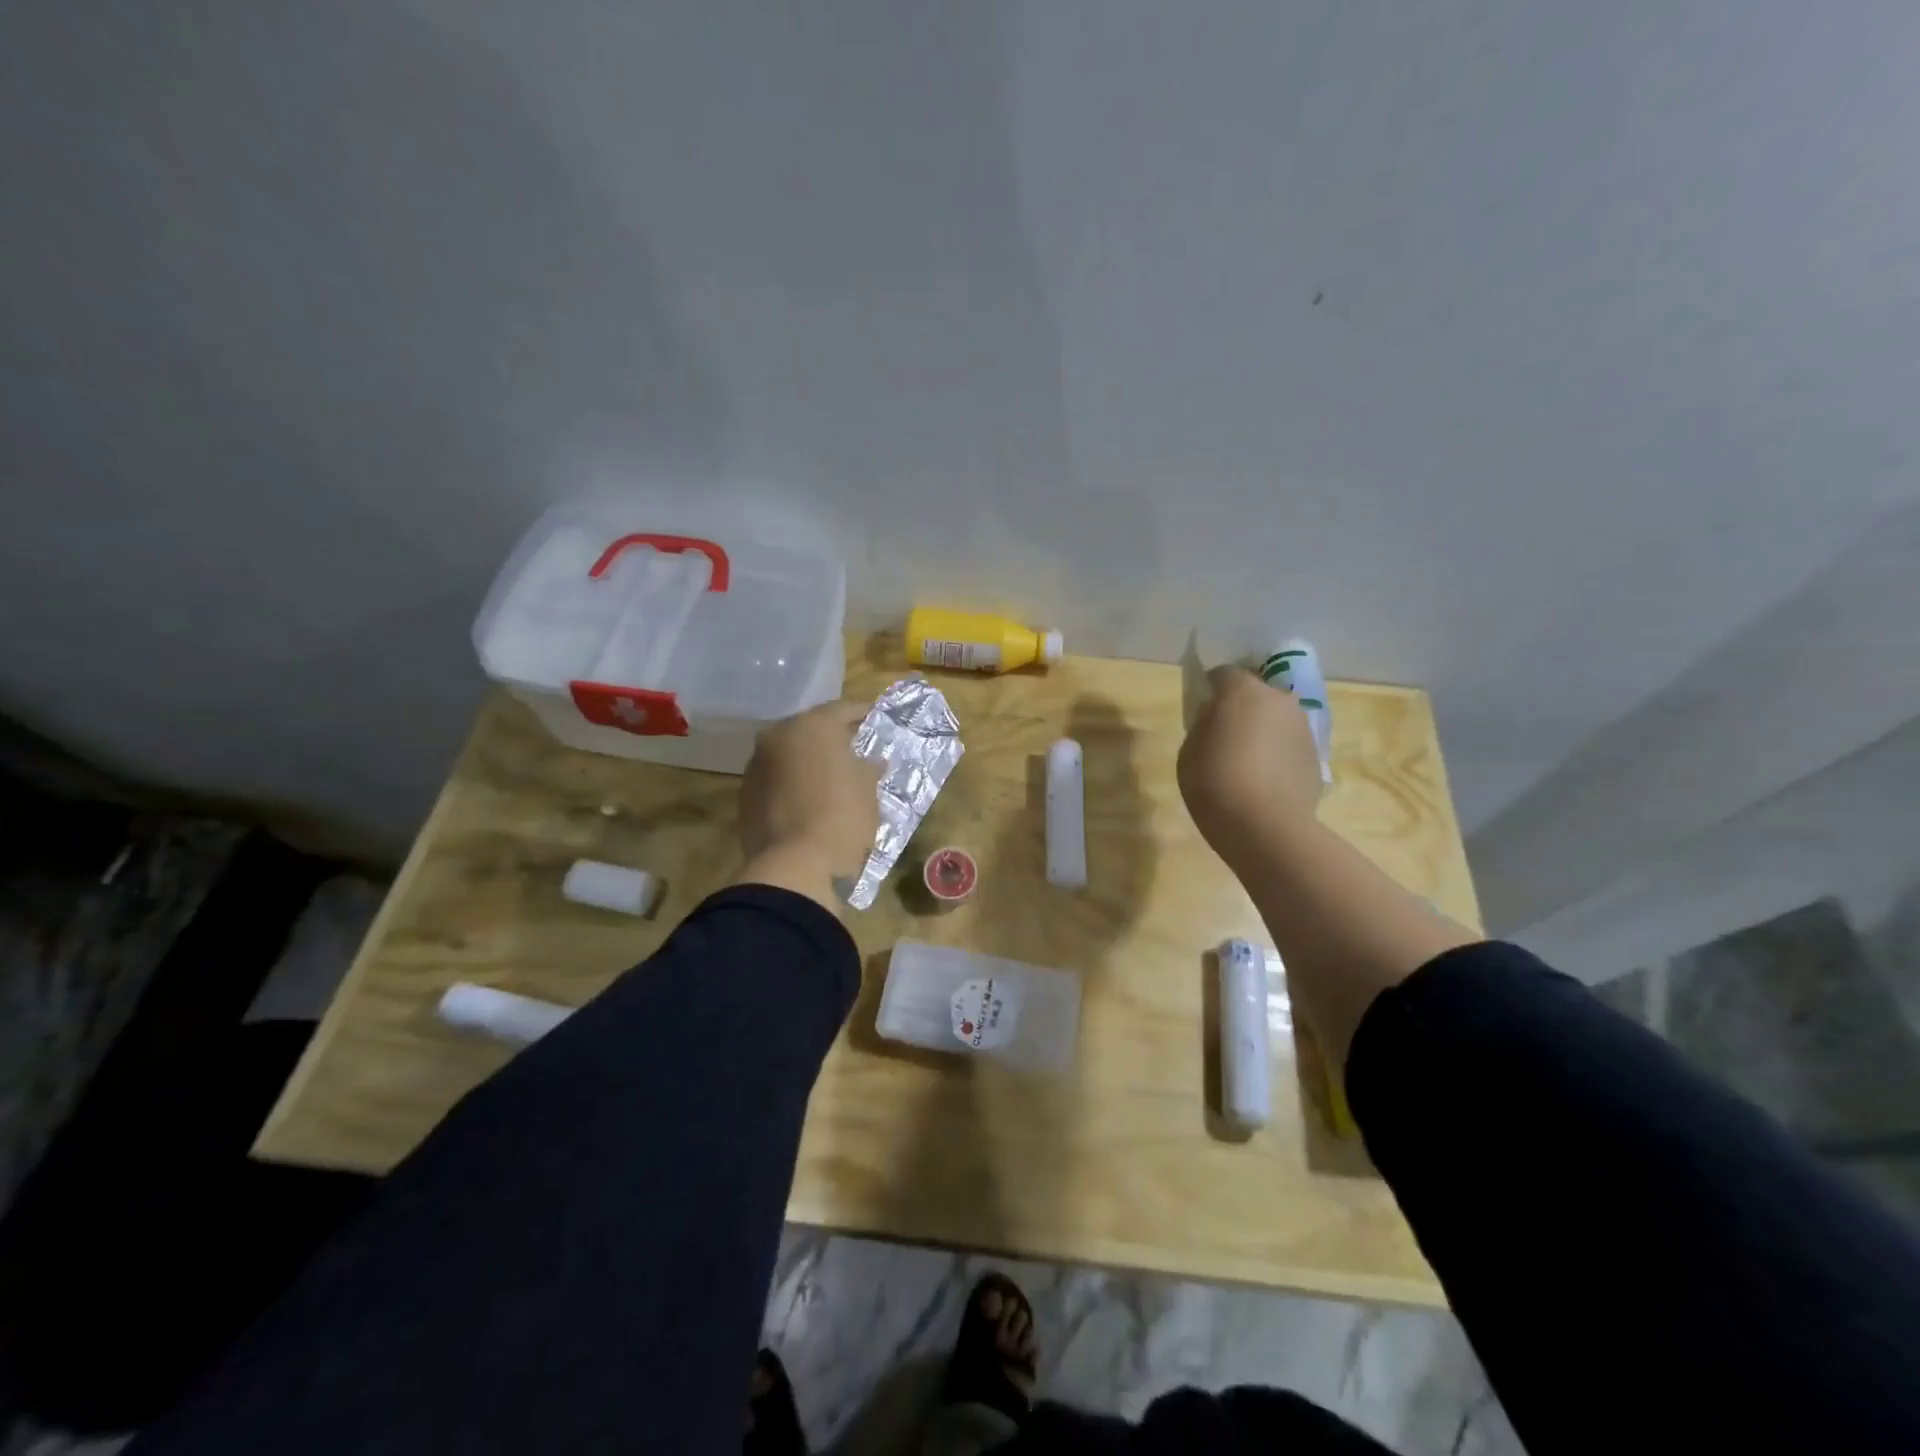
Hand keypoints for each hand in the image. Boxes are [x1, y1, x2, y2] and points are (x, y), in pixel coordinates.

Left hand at [735, 700, 881, 907]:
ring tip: (831, 776)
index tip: (876, 718)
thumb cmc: (843, 817)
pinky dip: (792, 783)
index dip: (862, 714)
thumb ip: (868, 768)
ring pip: (789, 755)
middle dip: (831, 738)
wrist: (795, 868)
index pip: (842, 710)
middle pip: (810, 730)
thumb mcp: (868, 790)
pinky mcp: (745, 796)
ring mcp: (756, 766)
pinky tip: (809, 799)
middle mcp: (778, 736)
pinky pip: (776, 780)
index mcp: (812, 725)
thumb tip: (872, 761)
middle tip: (854, 748)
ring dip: (808, 761)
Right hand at [1177, 666, 1322, 861]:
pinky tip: (1264, 781)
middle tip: (1224, 735)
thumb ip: (1204, 723)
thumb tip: (1217, 717)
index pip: (1224, 673)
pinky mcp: (1316, 756)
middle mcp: (1279, 699)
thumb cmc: (1215, 782)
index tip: (1201, 709)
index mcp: (1243, 691)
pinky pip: (1289, 745)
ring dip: (1263, 731)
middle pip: (1256, 693)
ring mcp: (1303, 728)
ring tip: (1246, 762)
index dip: (1210, 688)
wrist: (1265, 827)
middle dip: (1241, 707)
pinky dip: (1278, 754)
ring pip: (1277, 718)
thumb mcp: (1189, 749)